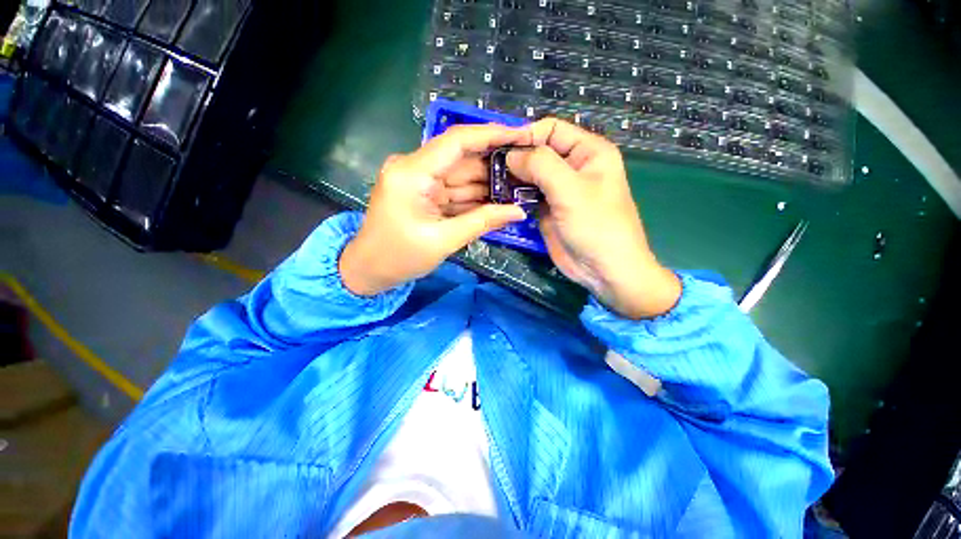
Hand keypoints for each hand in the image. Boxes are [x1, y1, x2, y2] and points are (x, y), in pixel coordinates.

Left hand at [339, 124, 529, 295]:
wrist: (369, 270)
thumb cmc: (399, 257)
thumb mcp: (444, 240)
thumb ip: (483, 222)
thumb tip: (519, 212)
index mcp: (412, 172)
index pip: (456, 141)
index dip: (491, 134)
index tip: (521, 134)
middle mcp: (414, 167)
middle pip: (461, 158)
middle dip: (494, 165)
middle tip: (527, 169)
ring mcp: (419, 180)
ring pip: (460, 175)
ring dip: (487, 182)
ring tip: (519, 186)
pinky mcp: (423, 193)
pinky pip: (454, 190)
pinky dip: (474, 196)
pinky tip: (498, 200)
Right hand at [507, 119, 680, 318]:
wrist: (603, 270)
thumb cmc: (596, 226)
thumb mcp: (571, 190)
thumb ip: (540, 165)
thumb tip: (510, 155)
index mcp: (587, 152)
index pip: (551, 129)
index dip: (526, 135)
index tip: (500, 150)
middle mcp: (572, 167)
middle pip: (538, 152)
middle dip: (515, 158)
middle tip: (489, 170)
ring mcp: (558, 190)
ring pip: (530, 174)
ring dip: (512, 178)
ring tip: (490, 183)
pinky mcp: (548, 209)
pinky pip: (528, 195)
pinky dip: (514, 195)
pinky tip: (499, 198)